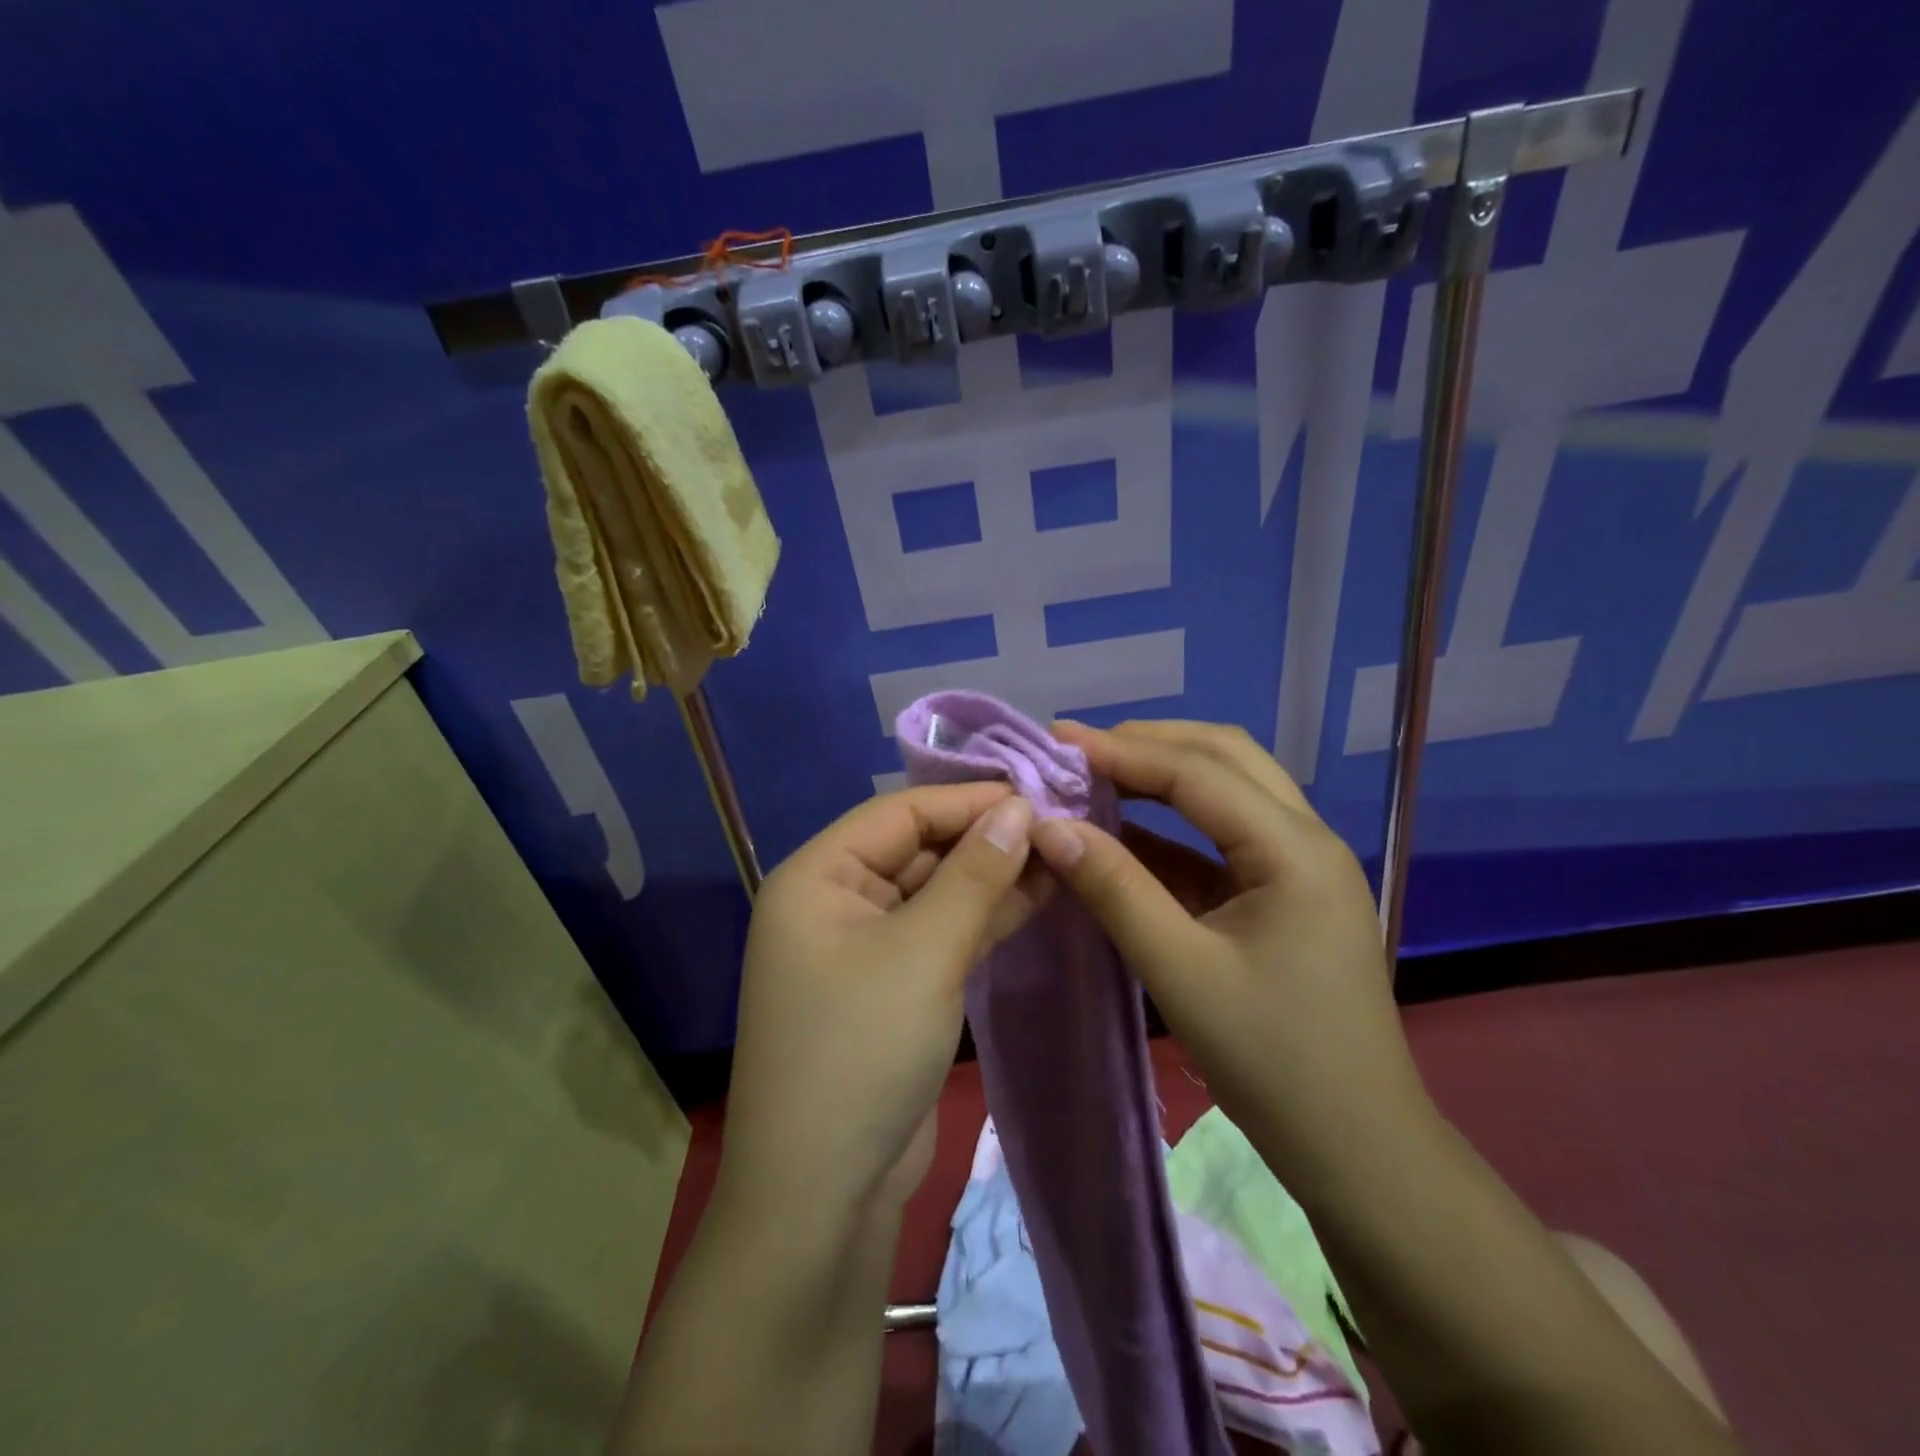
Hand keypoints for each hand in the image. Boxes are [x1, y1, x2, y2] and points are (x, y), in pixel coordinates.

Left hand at [720, 783, 1043, 1223]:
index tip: (1037, 792)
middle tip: (1059, 826)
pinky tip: (1037, 898)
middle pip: (918, 849)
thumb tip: (1019, 808)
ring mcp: (863, 947)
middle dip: (985, 839)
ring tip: (1062, 856)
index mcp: (817, 877)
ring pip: (935, 893)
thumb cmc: (862, 1050)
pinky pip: (940, 934)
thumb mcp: (925, 951)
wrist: (823, 1197)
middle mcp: (834, 902)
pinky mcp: (892, 987)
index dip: (968, 799)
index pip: (900, 813)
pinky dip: (983, 919)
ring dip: (992, 878)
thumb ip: (975, 874)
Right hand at [1027, 720, 1432, 1186]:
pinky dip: (1173, 828)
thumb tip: (1048, 827)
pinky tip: (1125, 833)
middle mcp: (1305, 839)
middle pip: (1225, 758)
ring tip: (1097, 774)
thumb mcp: (1180, 971)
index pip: (1198, 772)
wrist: (1357, 1149)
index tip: (1058, 740)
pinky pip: (1223, 839)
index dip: (1123, 751)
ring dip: (1164, 776)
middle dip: (1151, 744)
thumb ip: (1114, 889)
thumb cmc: (1272, 1061)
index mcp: (1294, 849)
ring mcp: (1299, 866)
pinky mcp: (1284, 895)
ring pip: (1229, 791)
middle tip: (1080, 749)